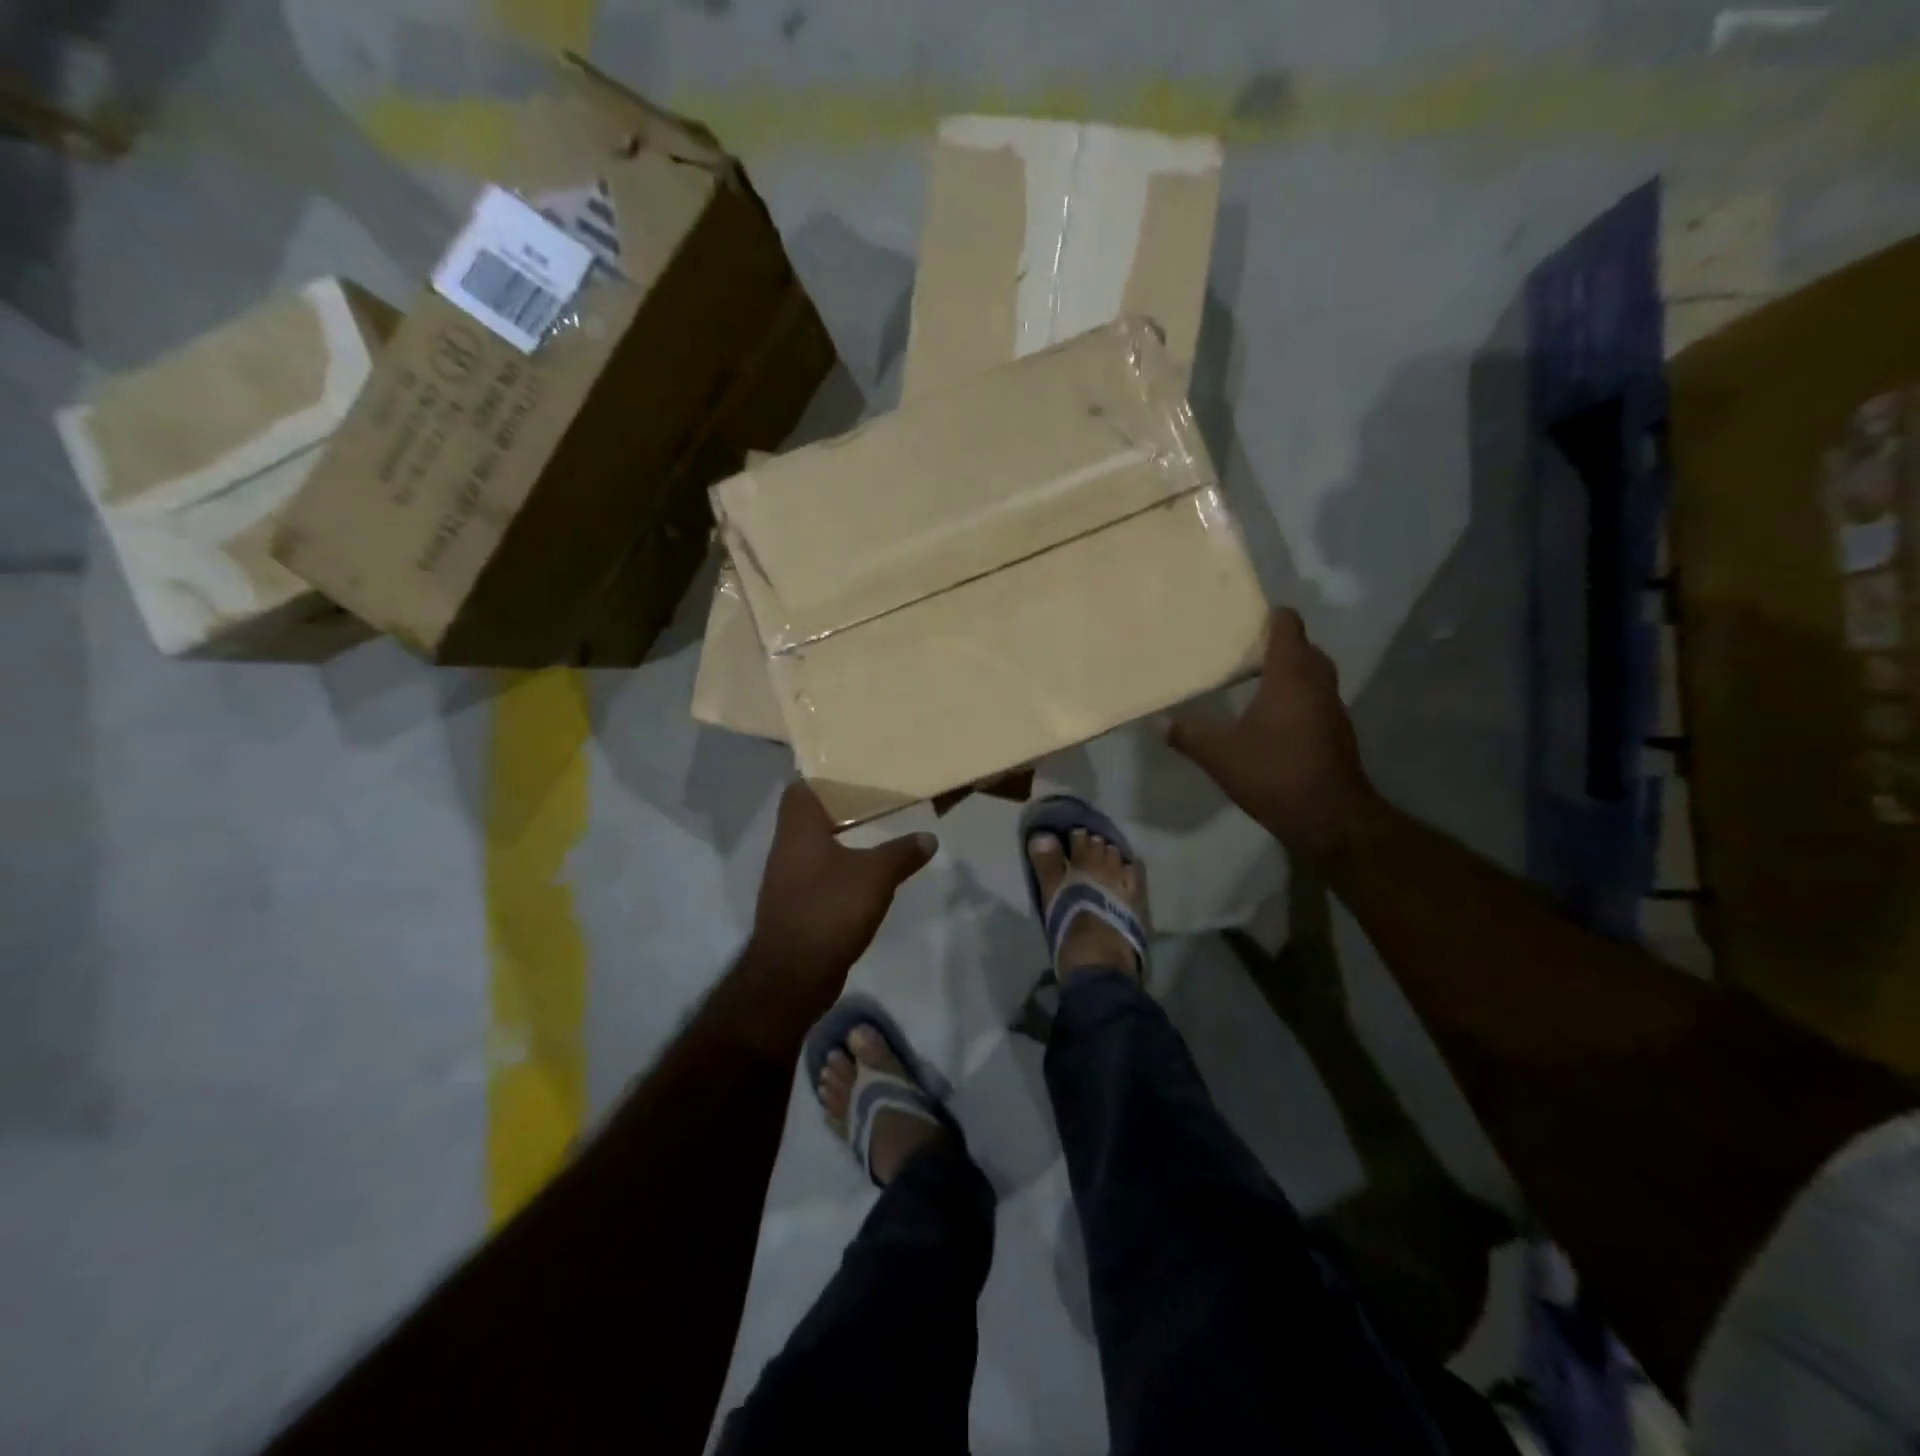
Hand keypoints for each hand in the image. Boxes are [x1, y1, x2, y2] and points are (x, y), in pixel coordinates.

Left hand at [748, 782, 937, 996]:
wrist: (793, 975)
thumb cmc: (830, 909)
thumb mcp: (876, 875)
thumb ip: (902, 852)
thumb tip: (928, 837)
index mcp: (798, 829)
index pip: (801, 787)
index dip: (824, 777)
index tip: (855, 775)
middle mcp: (786, 848)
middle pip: (810, 816)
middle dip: (840, 809)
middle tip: (876, 801)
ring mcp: (787, 880)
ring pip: (815, 848)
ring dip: (841, 842)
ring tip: (877, 834)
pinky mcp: (795, 907)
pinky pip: (819, 876)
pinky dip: (839, 871)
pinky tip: (866, 876)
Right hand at [1167, 608, 1381, 863]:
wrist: (1329, 818)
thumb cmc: (1274, 773)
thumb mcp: (1220, 754)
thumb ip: (1188, 734)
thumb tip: (1159, 720)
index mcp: (1291, 676)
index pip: (1288, 626)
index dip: (1270, 616)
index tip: (1245, 617)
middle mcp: (1318, 684)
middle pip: (1304, 648)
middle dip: (1278, 644)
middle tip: (1243, 649)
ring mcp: (1332, 709)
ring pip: (1313, 675)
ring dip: (1289, 672)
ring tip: (1253, 679)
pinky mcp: (1336, 733)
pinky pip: (1316, 699)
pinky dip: (1296, 697)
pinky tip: (1270, 717)